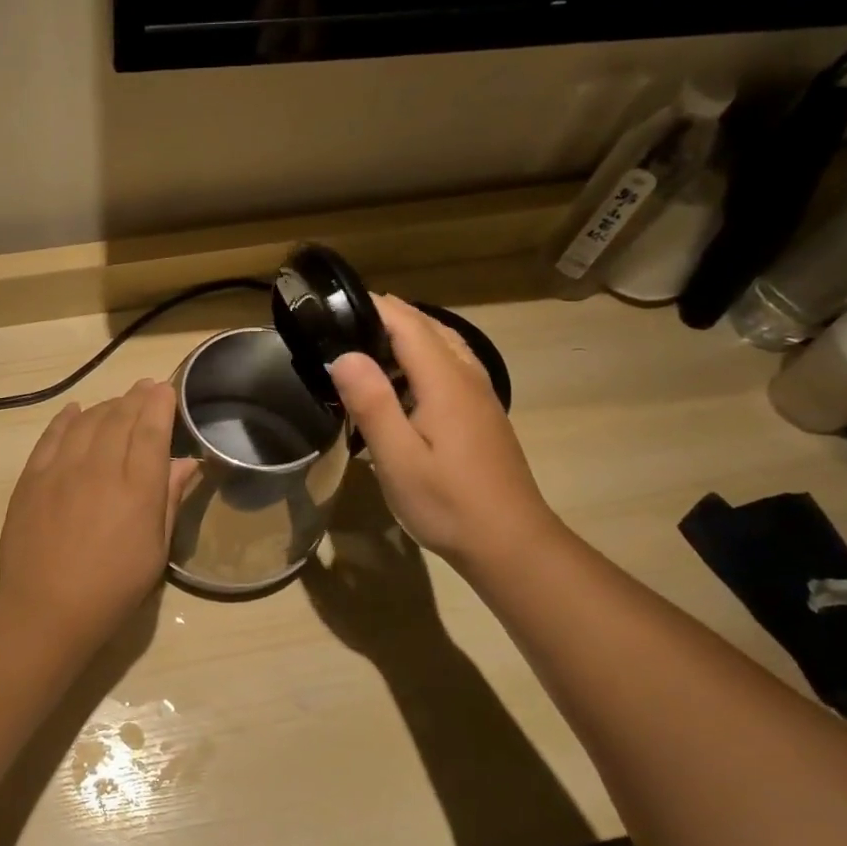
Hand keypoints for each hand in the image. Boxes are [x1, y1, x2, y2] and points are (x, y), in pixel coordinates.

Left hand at [0, 380, 196, 651]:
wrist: (46, 608)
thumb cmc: (113, 587)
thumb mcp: (155, 550)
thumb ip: (168, 499)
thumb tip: (186, 462)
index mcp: (136, 488)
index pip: (151, 430)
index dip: (160, 404)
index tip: (166, 389)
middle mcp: (99, 468)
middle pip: (120, 418)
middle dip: (136, 397)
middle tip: (146, 387)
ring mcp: (61, 469)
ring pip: (87, 421)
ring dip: (106, 405)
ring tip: (118, 401)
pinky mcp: (32, 478)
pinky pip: (51, 436)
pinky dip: (66, 418)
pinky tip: (75, 411)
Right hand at [327, 296, 558, 571]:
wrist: (510, 543)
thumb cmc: (448, 503)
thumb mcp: (398, 458)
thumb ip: (372, 403)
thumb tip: (344, 355)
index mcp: (446, 381)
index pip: (408, 324)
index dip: (374, 306)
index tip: (335, 302)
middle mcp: (468, 378)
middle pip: (429, 329)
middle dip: (388, 318)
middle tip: (341, 325)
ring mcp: (480, 397)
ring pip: (444, 348)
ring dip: (407, 338)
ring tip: (366, 349)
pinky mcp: (482, 416)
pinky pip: (450, 368)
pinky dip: (422, 361)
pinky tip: (401, 386)